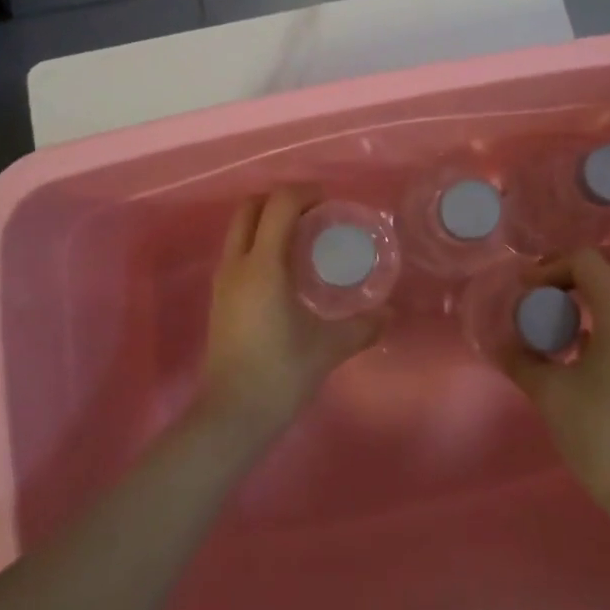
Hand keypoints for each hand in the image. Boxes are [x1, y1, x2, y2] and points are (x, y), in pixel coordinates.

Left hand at [197, 187, 383, 441]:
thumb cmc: (280, 374)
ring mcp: (223, 281)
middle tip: (314, 215)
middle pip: (250, 207)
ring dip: (268, 221)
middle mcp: (237, 264)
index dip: (305, 194)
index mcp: (263, 266)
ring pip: (240, 229)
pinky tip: (286, 270)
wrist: (232, 415)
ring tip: (302, 239)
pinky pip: (238, 251)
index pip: (278, 205)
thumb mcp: (328, 347)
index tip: (330, 204)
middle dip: (281, 200)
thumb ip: (362, 326)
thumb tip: (390, 314)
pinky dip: (259, 242)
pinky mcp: (219, 298)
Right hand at [495, 248, 609, 511]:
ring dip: (595, 286)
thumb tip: (502, 343)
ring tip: (562, 314)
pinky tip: (584, 344)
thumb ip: (521, 358)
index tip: (526, 291)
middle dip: (577, 265)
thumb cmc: (600, 436)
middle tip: (546, 288)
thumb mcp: (549, 393)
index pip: (587, 259)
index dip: (551, 266)